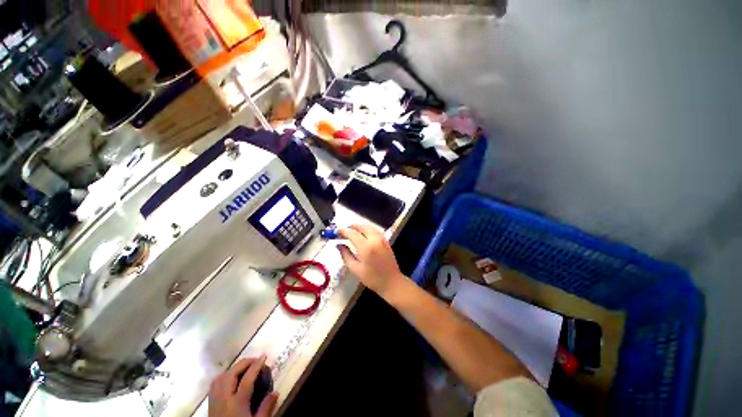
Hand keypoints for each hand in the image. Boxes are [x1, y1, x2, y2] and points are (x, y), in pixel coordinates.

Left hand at [208, 356, 277, 416]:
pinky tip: (230, 378)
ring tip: (245, 367)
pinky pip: (214, 385)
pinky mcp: (210, 405)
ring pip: (221, 377)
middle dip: (244, 363)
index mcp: (236, 403)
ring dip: (233, 369)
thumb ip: (266, 408)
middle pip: (231, 374)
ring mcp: (214, 401)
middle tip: (256, 360)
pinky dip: (223, 376)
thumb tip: (275, 392)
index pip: (247, 379)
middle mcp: (223, 399)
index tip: (264, 355)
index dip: (256, 365)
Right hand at [338, 224, 406, 299]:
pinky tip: (362, 234)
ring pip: (368, 226)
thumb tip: (339, 245)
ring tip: (351, 232)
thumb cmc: (372, 278)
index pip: (352, 233)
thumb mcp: (355, 269)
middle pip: (361, 227)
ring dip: (359, 227)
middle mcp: (374, 239)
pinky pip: (374, 230)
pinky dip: (366, 229)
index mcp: (366, 247)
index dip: (343, 231)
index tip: (336, 232)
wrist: (392, 282)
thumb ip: (346, 255)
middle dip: (351, 227)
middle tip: (343, 232)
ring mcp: (381, 239)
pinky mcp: (385, 240)